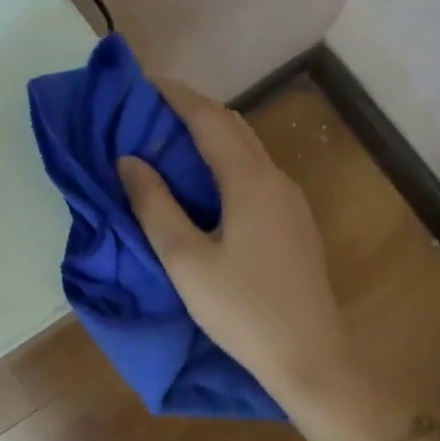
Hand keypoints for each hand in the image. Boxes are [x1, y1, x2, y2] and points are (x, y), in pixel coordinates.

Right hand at [117, 80, 394, 440]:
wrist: (311, 358)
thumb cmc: (242, 310)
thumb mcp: (186, 260)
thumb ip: (154, 205)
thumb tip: (129, 160)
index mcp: (249, 181)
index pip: (209, 118)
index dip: (175, 95)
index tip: (142, 82)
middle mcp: (275, 179)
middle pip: (232, 126)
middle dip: (191, 109)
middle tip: (149, 109)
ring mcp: (290, 201)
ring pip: (246, 149)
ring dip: (209, 134)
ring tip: (168, 139)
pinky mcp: (293, 222)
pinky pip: (254, 172)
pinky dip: (223, 160)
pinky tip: (202, 180)